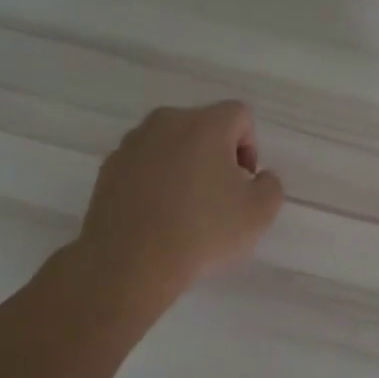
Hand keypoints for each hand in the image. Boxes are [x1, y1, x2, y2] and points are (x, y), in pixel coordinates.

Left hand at [77, 101, 284, 307]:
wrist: (131, 262)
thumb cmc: (203, 231)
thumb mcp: (260, 213)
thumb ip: (270, 185)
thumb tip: (258, 177)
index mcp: (205, 124)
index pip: (240, 116)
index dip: (250, 147)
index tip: (243, 183)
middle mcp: (166, 122)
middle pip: (203, 127)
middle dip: (216, 155)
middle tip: (219, 197)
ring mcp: (132, 144)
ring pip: (170, 145)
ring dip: (184, 167)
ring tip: (184, 210)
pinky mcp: (108, 168)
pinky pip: (143, 165)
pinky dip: (155, 181)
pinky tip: (157, 216)